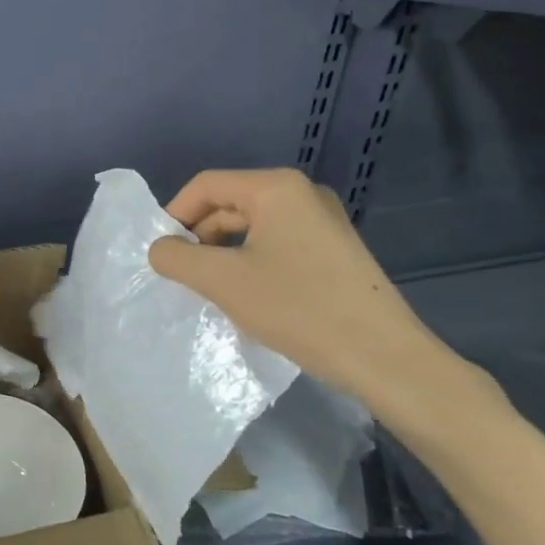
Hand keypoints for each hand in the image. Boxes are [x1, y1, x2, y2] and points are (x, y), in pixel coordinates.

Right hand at [147, 169, 504, 436]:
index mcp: (276, 187)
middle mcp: (302, 192)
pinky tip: (247, 293)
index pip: (206, 185)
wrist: (384, 358)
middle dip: (199, 235)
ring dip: (223, 250)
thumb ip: (177, 258)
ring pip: (253, 224)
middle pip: (230, 202)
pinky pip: (277, 241)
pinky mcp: (335, 248)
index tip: (160, 252)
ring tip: (211, 287)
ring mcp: (323, 220)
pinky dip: (251, 260)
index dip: (174, 214)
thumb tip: (160, 249)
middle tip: (182, 274)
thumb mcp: (223, 282)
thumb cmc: (298, 309)